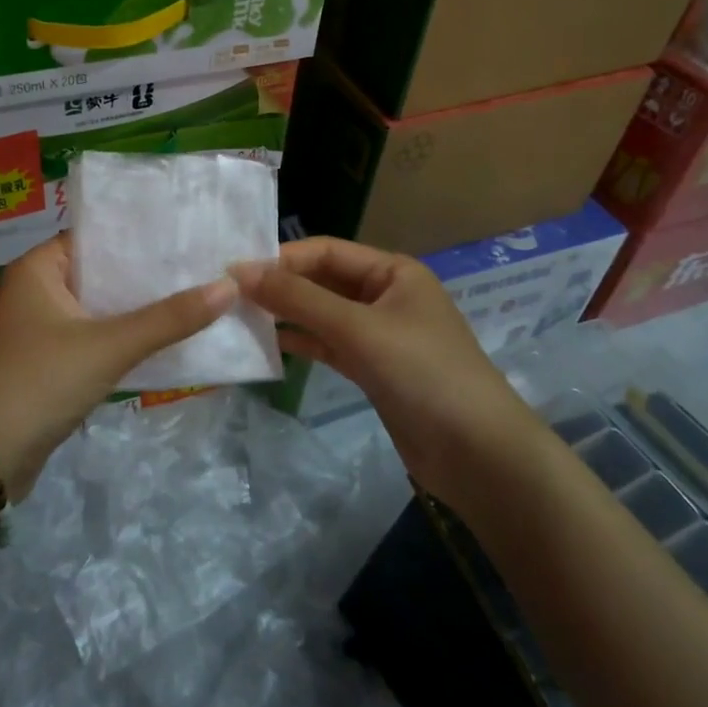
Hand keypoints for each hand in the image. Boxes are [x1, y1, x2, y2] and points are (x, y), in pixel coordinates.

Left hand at [0, 234, 236, 496]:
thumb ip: (168, 318)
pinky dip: (125, 338)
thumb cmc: (40, 383)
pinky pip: (95, 338)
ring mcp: (42, 329)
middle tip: (203, 265)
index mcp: (39, 269)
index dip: (140, 236)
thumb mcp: (109, 346)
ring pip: (101, 308)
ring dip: (139, 309)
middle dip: (147, 275)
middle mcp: (37, 291)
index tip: (186, 234)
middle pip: (102, 273)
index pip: (96, 237)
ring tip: (196, 295)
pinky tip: (167, 338)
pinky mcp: (50, 363)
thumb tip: (228, 287)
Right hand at [232, 237, 540, 506]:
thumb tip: (240, 271)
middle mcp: (386, 295)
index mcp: (392, 271)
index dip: (281, 259)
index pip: (326, 251)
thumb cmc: (423, 373)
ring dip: (288, 316)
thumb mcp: (358, 329)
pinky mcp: (375, 370)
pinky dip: (303, 344)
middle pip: (323, 281)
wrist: (478, 454)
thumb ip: (299, 300)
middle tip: (229, 296)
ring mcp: (381, 335)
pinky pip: (331, 346)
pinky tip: (270, 346)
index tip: (233, 271)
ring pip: (324, 315)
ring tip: (240, 319)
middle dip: (282, 287)